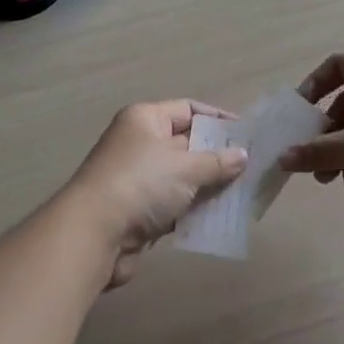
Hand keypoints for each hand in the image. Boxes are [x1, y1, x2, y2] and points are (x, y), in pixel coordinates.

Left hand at [64, 100, 246, 286]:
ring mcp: (137, 177)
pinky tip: (218, 220)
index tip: (247, 134)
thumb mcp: (185, 168)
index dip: (218, 119)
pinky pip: (172, 204)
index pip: (188, 109)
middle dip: (217, 157)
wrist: (93, 233)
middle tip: (251, 169)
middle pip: (186, 143)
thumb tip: (243, 155)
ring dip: (207, 187)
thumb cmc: (141, 184)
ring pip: (181, 177)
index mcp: (145, 119)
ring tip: (242, 196)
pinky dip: (192, 211)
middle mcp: (139, 142)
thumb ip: (217, 162)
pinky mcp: (137, 210)